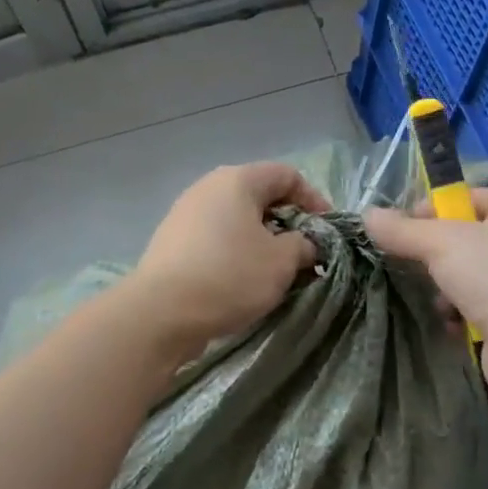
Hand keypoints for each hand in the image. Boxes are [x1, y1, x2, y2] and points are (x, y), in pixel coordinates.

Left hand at [128, 162, 330, 354]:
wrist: (161, 312)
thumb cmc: (230, 276)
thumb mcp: (282, 262)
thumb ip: (303, 245)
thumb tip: (304, 243)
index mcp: (237, 180)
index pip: (287, 175)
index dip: (314, 200)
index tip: (326, 232)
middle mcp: (208, 187)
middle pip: (259, 196)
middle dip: (288, 223)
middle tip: (304, 253)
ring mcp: (185, 214)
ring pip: (237, 219)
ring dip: (262, 241)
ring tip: (275, 271)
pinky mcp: (172, 242)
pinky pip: (216, 238)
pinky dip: (236, 252)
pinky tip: (242, 281)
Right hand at [364, 188, 487, 395]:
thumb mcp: (440, 243)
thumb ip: (402, 230)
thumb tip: (367, 215)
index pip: (465, 196)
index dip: (431, 208)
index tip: (401, 227)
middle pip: (462, 238)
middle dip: (434, 255)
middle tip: (412, 266)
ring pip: (465, 276)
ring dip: (444, 289)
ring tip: (439, 302)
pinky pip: (475, 308)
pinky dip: (459, 315)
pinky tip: (453, 325)